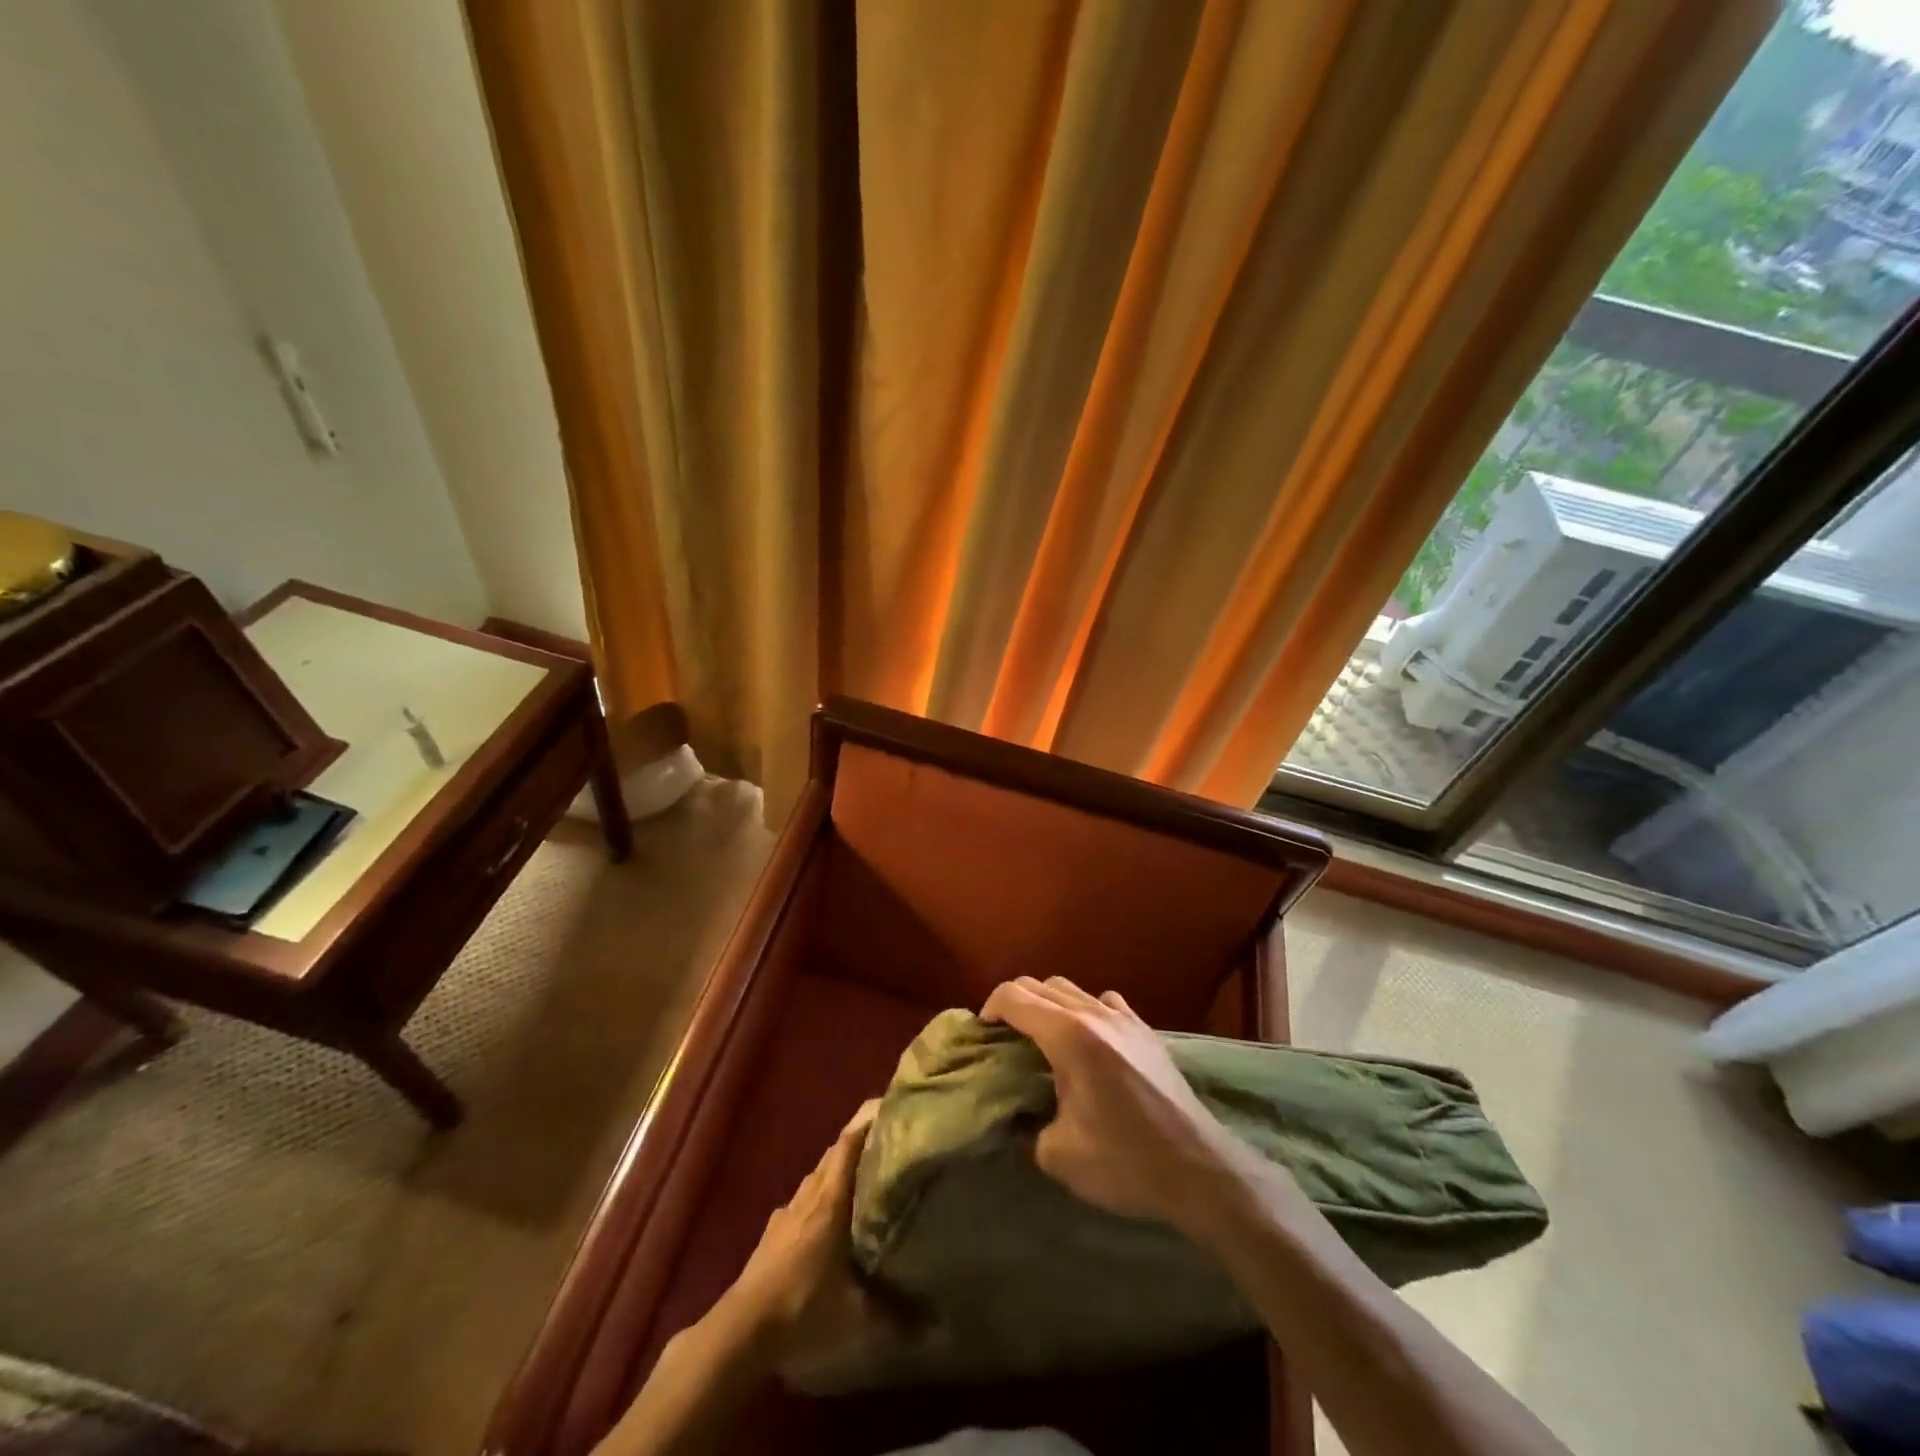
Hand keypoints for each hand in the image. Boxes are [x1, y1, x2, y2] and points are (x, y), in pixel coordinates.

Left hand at [721, 1100, 877, 1359]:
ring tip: (860, 1178)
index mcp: (829, 1201)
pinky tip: (825, 1218)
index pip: (847, 1144)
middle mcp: (807, 1197)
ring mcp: (785, 1214)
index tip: (888, 1107)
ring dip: (836, 1170)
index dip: (866, 1122)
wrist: (741, 1331)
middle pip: (832, 1155)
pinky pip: (801, 1201)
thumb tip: (938, 1327)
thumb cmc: (803, 1308)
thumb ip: (897, 1318)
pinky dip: (818, 1196)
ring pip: (815, 1177)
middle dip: (857, 1143)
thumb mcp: (856, 1317)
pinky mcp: (771, 1234)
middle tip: (885, 1143)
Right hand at [980, 976, 1261, 1233]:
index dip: (990, 1008)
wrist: (1200, 1169)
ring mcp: (1124, 1018)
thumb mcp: (1058, 1155)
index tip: (983, 1034)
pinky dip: (1084, 1010)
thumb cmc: (1126, 1163)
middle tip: (1004, 1038)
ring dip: (1047, 1004)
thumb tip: (1018, 1116)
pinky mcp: (1146, 1030)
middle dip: (1014, 1003)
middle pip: (1040, 985)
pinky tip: (1087, 1040)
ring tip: (1040, 1038)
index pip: (1014, 997)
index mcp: (1068, 1036)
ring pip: (1072, 989)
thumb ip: (1026, 1126)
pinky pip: (1104, 1002)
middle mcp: (1094, 1014)